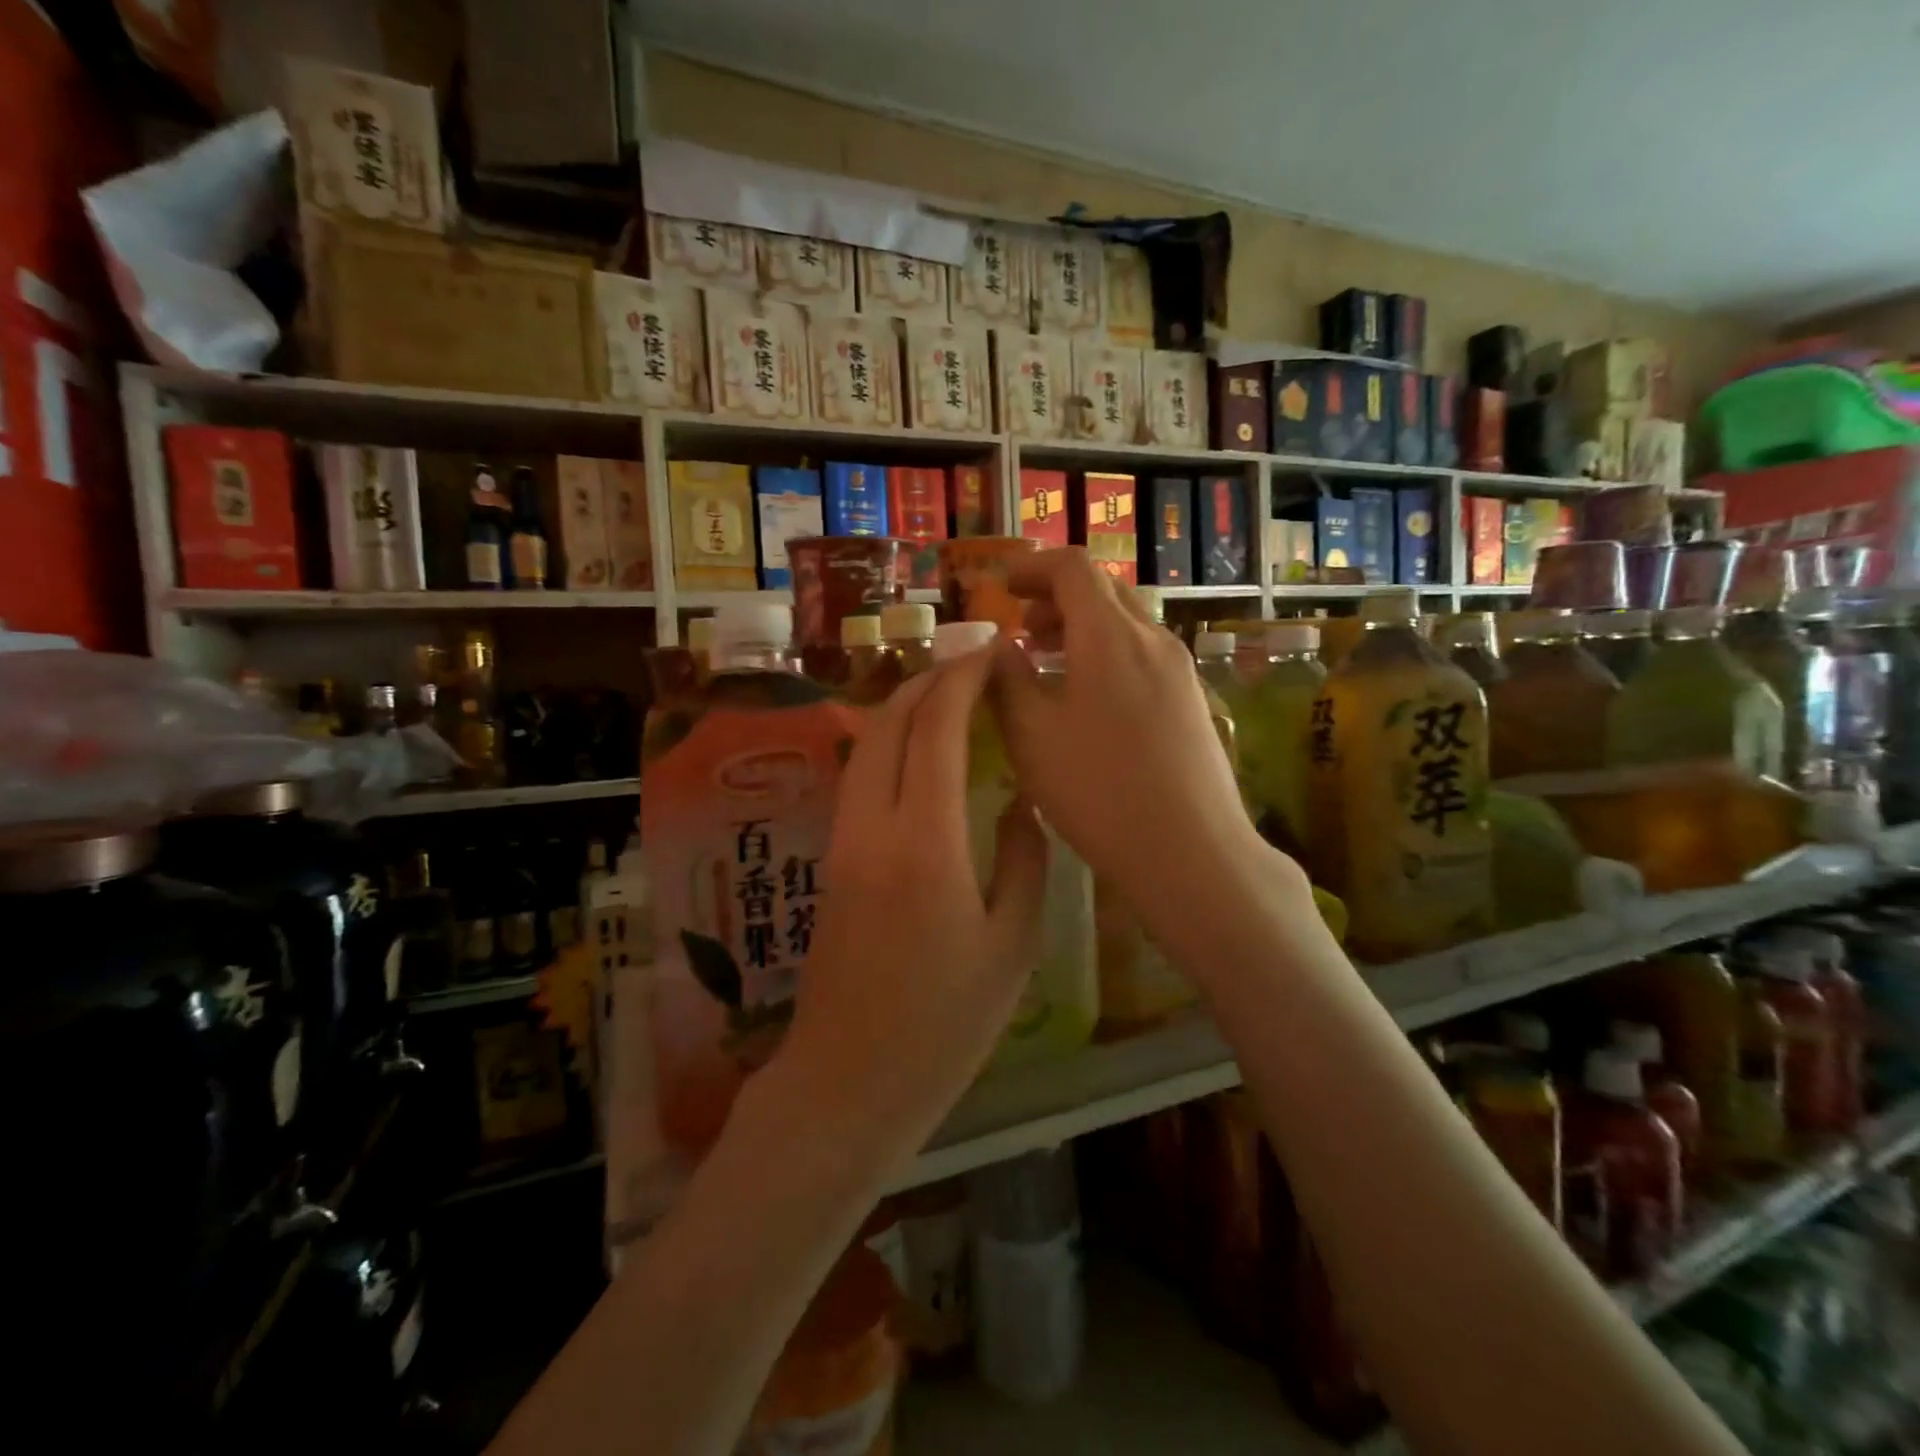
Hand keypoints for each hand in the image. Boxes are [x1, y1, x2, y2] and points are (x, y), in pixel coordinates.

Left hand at [776, 642, 1047, 1161]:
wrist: (847, 1080)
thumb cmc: (944, 1023)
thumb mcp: (1012, 947)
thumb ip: (1024, 861)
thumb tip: (1019, 807)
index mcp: (925, 841)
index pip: (937, 728)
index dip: (964, 680)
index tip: (993, 654)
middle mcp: (873, 824)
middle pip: (890, 721)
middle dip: (930, 679)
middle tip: (973, 663)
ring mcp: (843, 839)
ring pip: (867, 744)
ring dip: (905, 706)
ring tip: (950, 693)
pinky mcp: (832, 858)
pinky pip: (860, 775)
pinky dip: (890, 742)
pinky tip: (920, 750)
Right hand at [990, 549, 1289, 934]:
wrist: (1192, 851)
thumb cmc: (1099, 790)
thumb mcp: (1032, 735)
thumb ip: (1007, 680)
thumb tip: (998, 645)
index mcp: (1110, 635)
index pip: (1072, 568)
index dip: (1032, 567)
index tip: (1002, 585)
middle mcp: (1152, 639)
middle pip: (1104, 590)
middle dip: (1056, 597)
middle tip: (1022, 628)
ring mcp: (1179, 670)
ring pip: (1126, 623)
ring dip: (1082, 626)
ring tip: (1048, 660)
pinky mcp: (1192, 701)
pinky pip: (1143, 654)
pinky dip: (1107, 653)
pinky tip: (1088, 698)